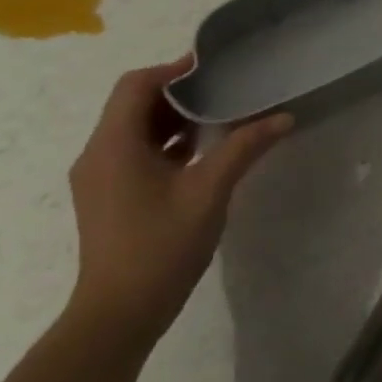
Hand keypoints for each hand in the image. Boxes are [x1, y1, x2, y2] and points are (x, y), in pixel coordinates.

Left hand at [65, 55, 292, 344]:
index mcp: (114, 146)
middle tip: (227, 88)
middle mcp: (98, 155)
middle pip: (134, 104)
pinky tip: (204, 151)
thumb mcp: (209, 191)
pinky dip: (167, 143)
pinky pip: (136, 152)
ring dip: (175, 118)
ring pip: (136, 129)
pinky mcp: (109, 196)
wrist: (119, 313)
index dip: (173, 70)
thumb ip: (244, 148)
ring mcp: (101, 178)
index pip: (136, 86)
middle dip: (179, 92)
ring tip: (223, 115)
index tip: (215, 68)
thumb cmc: (161, 246)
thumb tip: (283, 117)